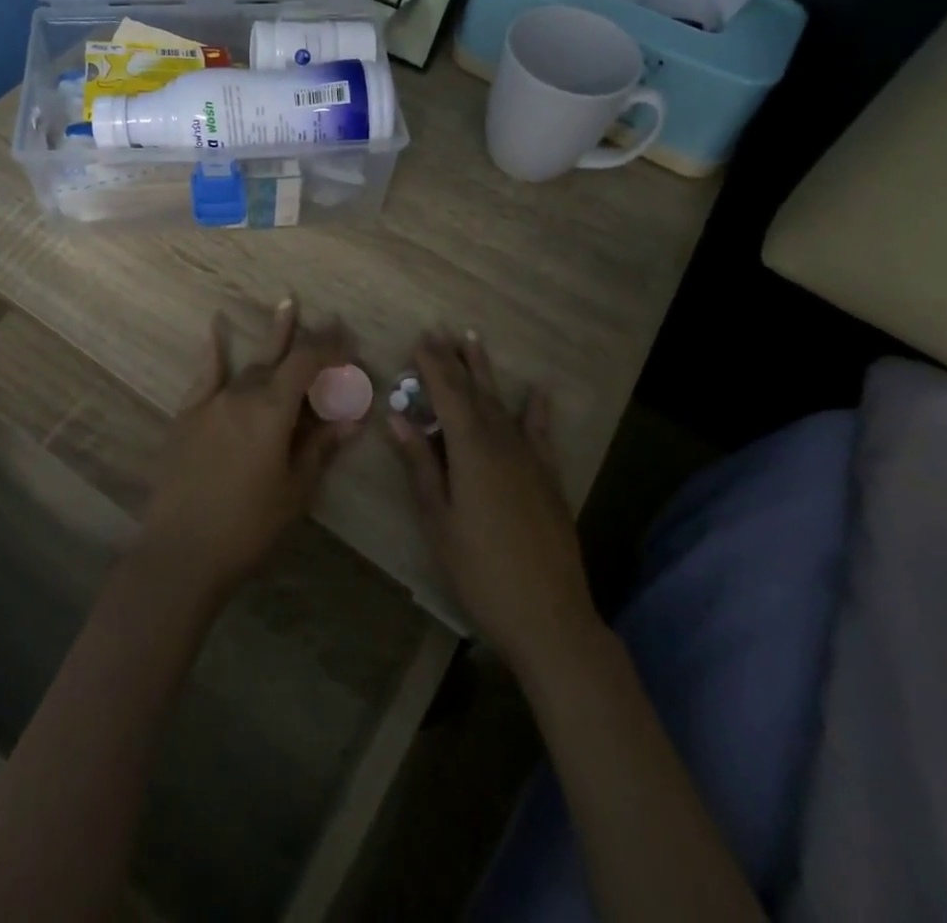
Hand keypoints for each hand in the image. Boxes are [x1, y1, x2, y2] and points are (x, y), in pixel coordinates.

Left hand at [140, 299, 359, 600]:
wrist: (181, 551)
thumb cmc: (247, 525)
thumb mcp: (294, 489)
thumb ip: (320, 447)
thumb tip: (351, 419)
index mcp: (271, 410)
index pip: (306, 364)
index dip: (330, 349)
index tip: (350, 342)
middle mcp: (242, 394)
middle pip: (280, 359)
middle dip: (307, 341)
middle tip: (331, 321)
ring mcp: (211, 402)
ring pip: (249, 366)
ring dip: (272, 340)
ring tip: (287, 305)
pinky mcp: (188, 415)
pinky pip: (206, 375)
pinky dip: (214, 351)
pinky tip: (215, 327)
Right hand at [388, 330, 599, 673]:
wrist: (548, 615)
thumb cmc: (480, 571)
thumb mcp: (439, 521)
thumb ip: (420, 465)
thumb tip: (397, 418)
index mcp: (471, 451)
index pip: (448, 395)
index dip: (433, 365)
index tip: (420, 338)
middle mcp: (502, 443)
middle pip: (475, 392)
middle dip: (455, 360)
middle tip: (440, 330)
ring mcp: (529, 458)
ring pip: (502, 404)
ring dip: (486, 371)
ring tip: (475, 340)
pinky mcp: (548, 477)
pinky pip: (540, 432)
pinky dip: (536, 409)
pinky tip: (538, 390)